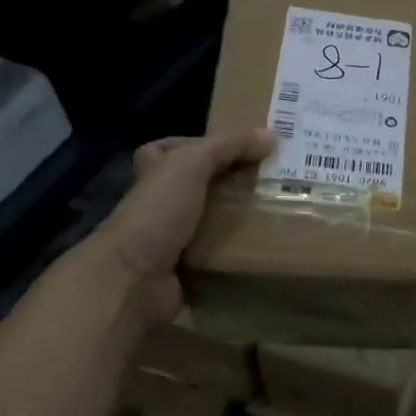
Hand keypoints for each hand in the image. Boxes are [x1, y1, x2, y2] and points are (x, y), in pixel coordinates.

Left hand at [94, 129, 274, 323]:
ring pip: (214, 220)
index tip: (247, 148)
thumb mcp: (191, 164)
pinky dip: (240, 252)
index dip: (207, 144)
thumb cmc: (158, 212)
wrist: (134, 279)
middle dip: (235, 183)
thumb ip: (227, 145)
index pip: (177, 149)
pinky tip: (268, 245)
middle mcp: (161, 203)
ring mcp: (173, 238)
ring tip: (282, 211)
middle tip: (276, 181)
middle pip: (202, 185)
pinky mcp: (188, 269)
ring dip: (242, 219)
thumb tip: (271, 136)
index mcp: (154, 172)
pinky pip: (220, 254)